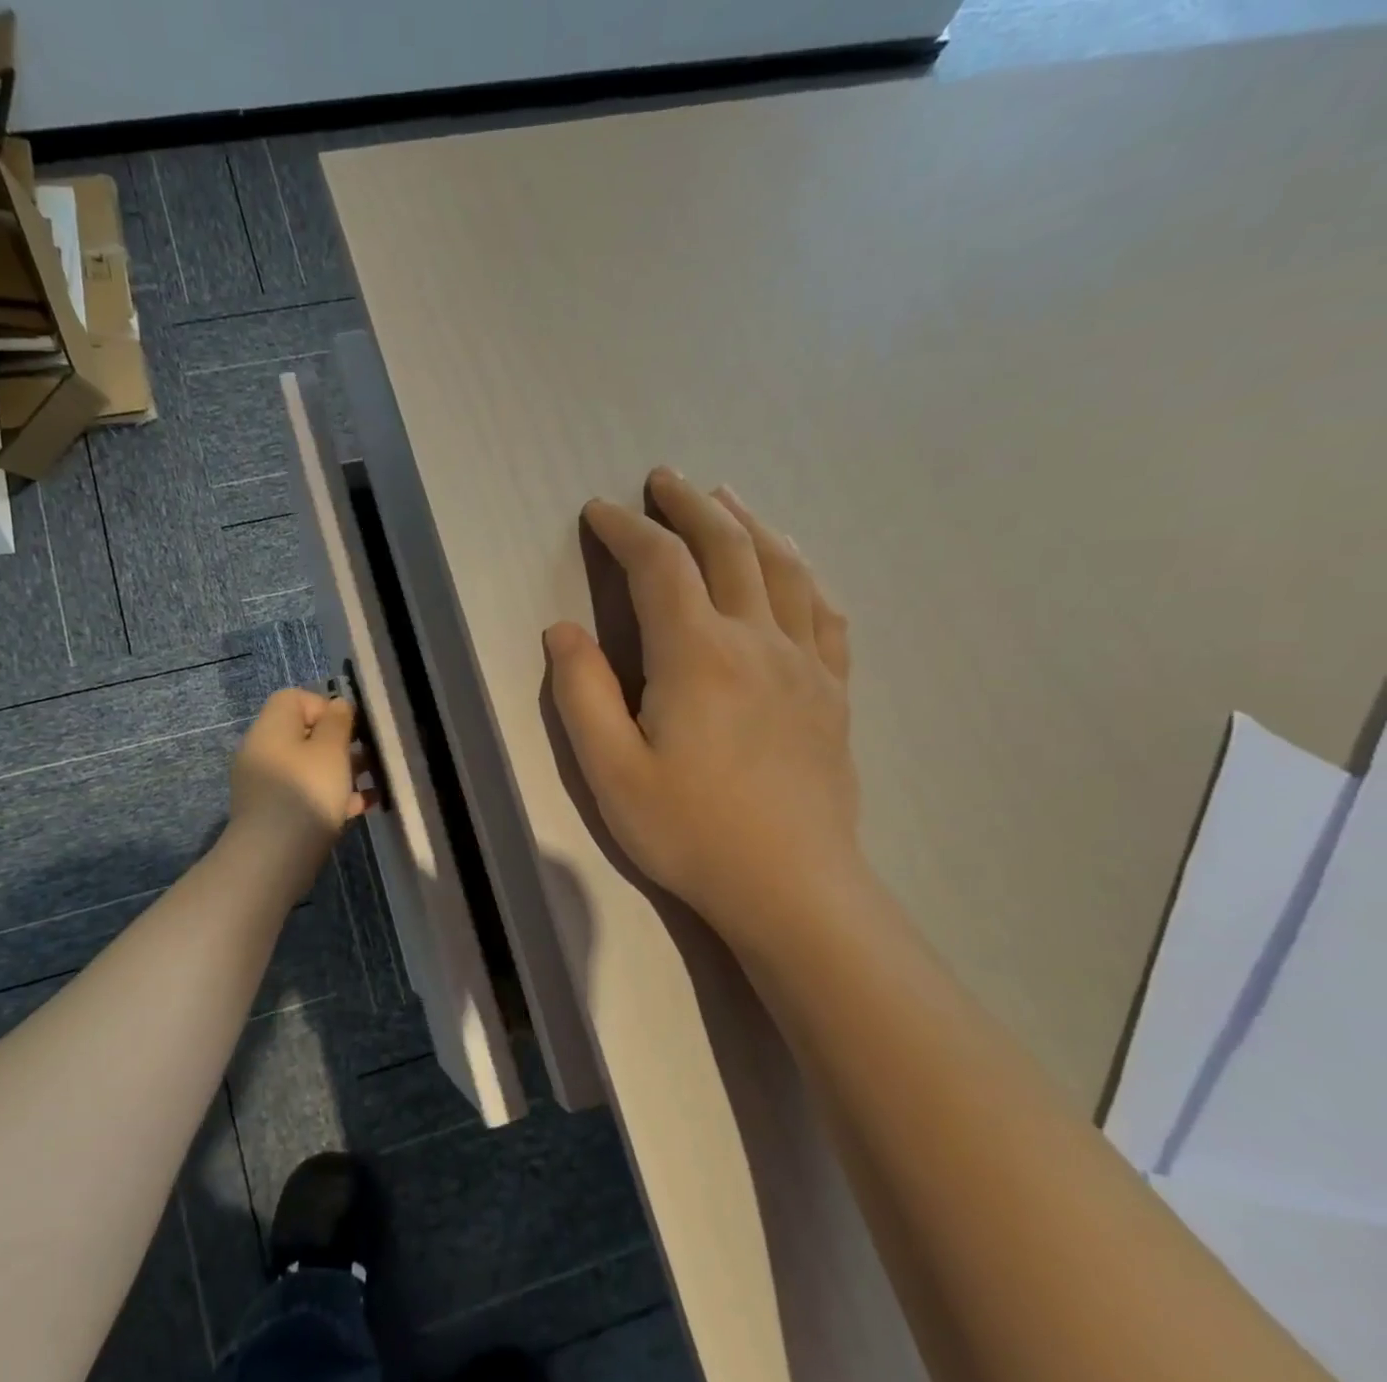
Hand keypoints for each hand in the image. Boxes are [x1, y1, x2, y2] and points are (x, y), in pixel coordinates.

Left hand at [227, 688, 373, 886]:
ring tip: (372, 782)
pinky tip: (362, 806)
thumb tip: (338, 705)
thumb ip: (338, 722)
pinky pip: (306, 794)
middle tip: (368, 756)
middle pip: (304, 734)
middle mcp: (264, 751)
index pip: (294, 699)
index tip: (350, 728)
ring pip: (309, 767)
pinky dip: (331, 796)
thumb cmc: (306, 793)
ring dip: (341, 771)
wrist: (273, 858)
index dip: (325, 706)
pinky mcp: (274, 814)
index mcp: (271, 728)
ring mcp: (266, 785)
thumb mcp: (331, 750)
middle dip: (340, 743)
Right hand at [545, 468, 860, 956]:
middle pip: (727, 547)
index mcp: (697, 655)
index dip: (626, 530)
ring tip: (726, 497)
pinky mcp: (832, 691)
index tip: (599, 511)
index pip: (659, 566)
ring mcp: (805, 663)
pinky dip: (803, 574)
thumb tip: (563, 630)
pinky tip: (793, 568)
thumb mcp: (611, 771)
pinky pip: (825, 612)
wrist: (791, 886)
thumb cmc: (690, 832)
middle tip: (663, 479)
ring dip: (749, 522)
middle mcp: (757, 640)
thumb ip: (582, 693)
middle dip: (689, 505)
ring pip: (782, 567)